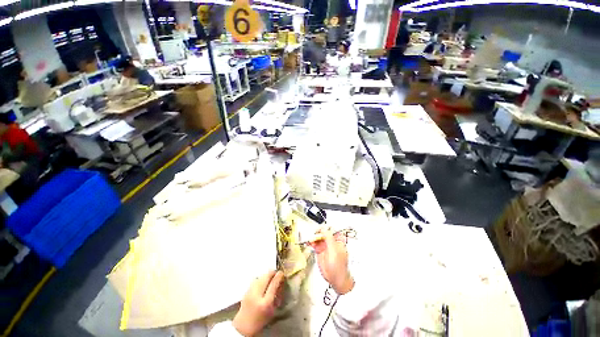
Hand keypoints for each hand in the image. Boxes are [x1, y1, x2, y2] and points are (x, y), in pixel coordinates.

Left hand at [233, 270, 283, 335]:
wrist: (243, 326)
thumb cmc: (261, 320)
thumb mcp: (272, 310)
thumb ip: (277, 295)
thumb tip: (281, 281)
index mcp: (266, 303)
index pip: (273, 284)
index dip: (279, 276)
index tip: (282, 273)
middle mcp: (257, 295)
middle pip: (266, 276)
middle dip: (272, 273)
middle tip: (276, 274)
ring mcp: (250, 291)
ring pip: (261, 276)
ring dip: (266, 275)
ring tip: (270, 278)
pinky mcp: (246, 290)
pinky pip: (255, 279)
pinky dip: (261, 278)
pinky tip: (262, 283)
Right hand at [310, 227, 353, 294]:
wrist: (335, 279)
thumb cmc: (339, 266)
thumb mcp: (334, 250)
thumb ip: (329, 238)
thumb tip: (324, 228)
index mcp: (338, 239)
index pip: (331, 229)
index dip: (325, 227)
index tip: (320, 229)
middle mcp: (331, 241)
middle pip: (323, 232)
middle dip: (318, 232)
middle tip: (314, 234)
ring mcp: (325, 245)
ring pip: (318, 237)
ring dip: (314, 237)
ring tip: (310, 239)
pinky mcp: (320, 250)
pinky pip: (315, 243)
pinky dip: (311, 242)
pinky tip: (309, 242)